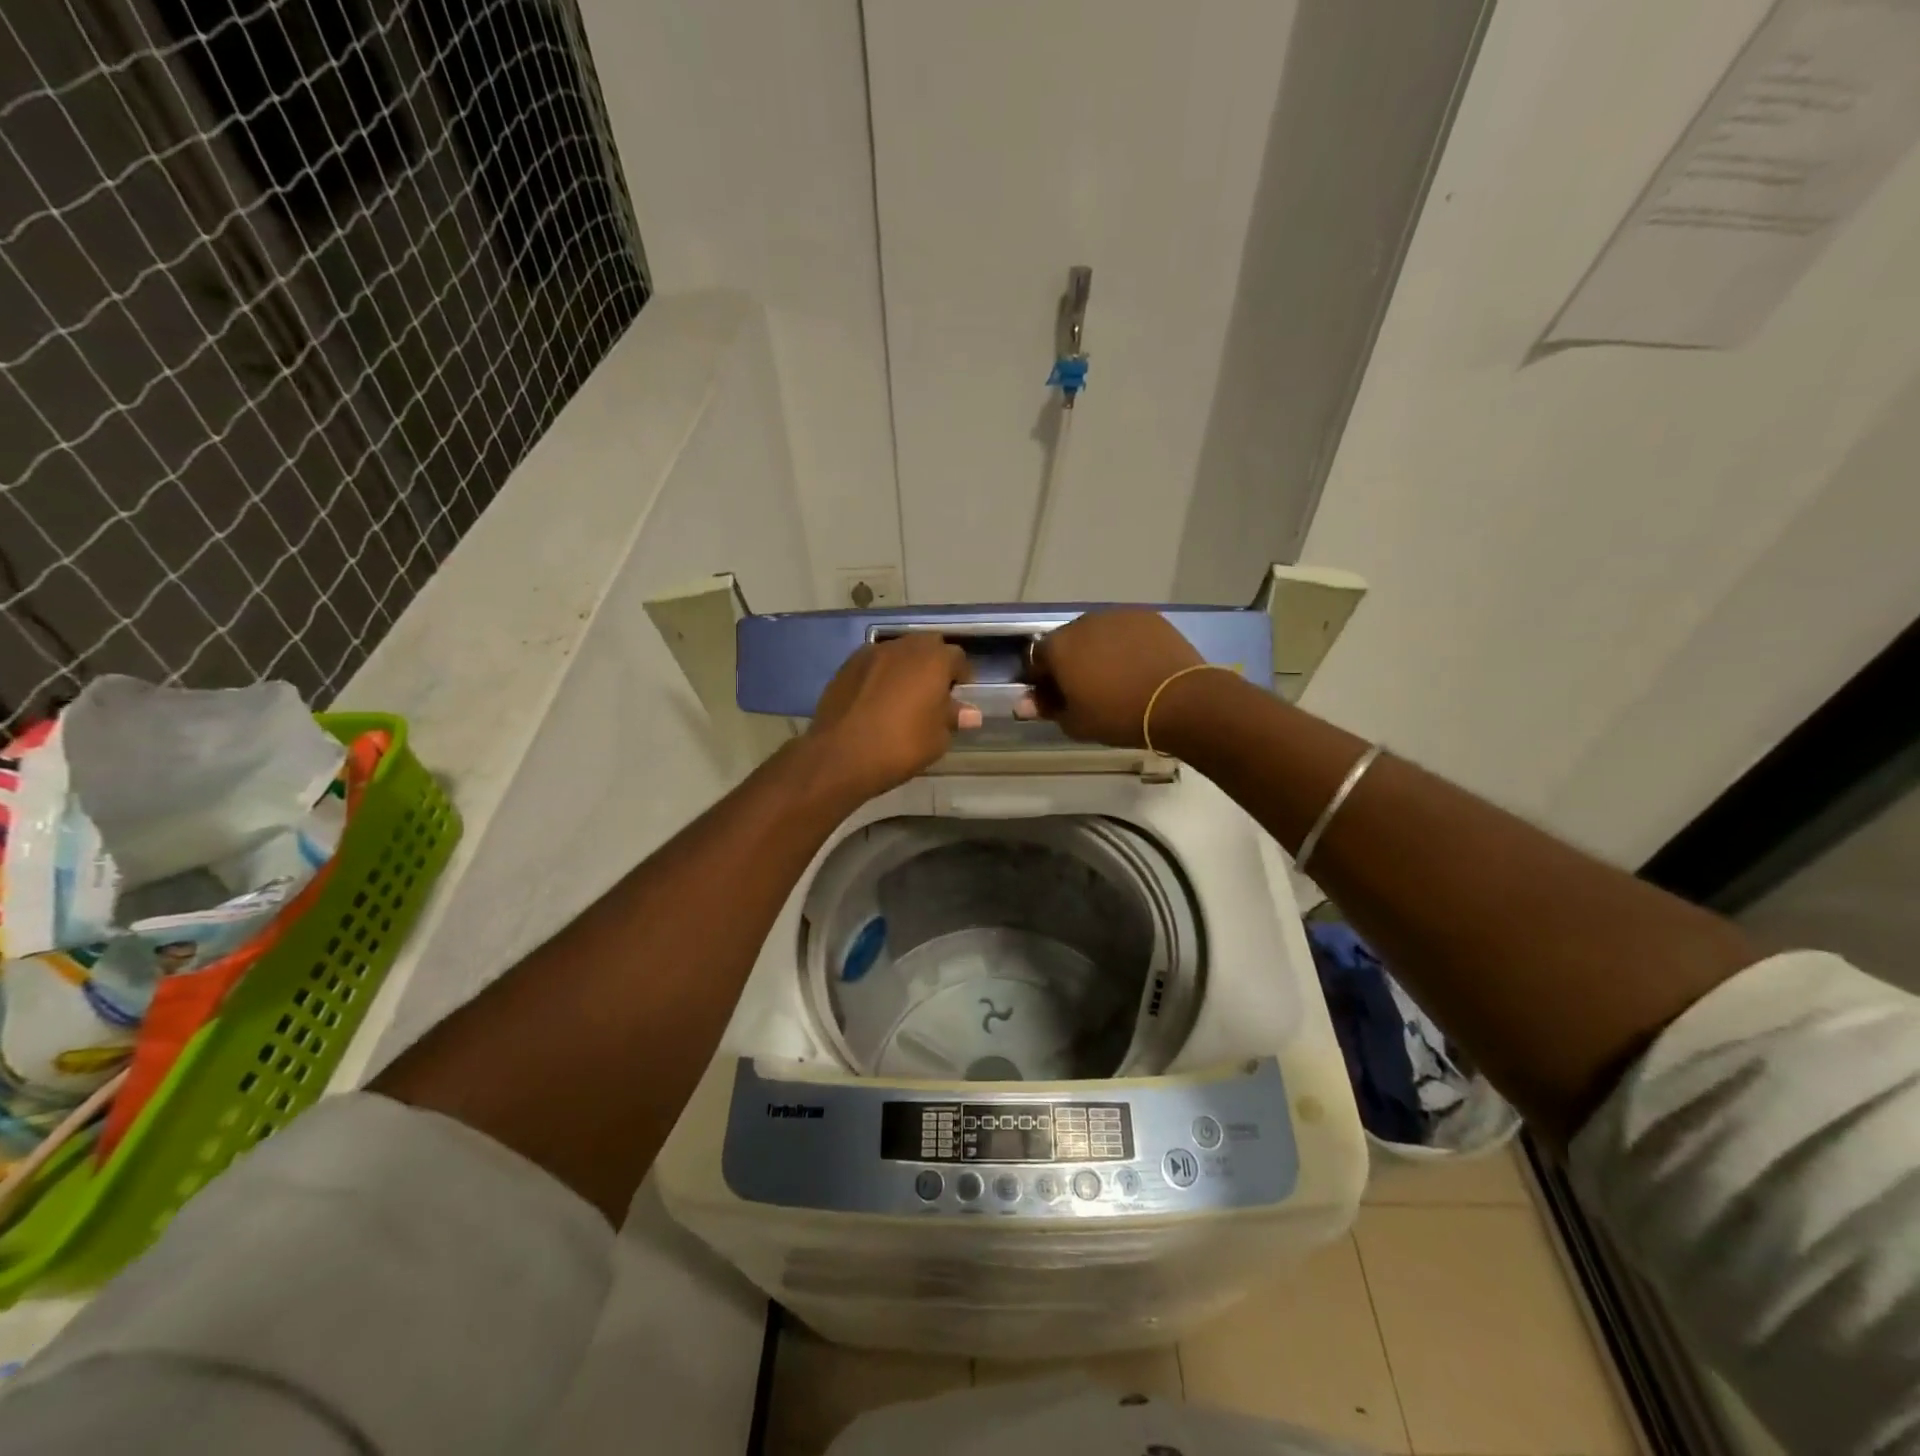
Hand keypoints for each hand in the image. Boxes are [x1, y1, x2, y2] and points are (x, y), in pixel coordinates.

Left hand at [806, 635, 977, 800]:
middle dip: (933, 664)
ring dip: (905, 667)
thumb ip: (953, 718)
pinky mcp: (847, 666)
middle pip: (927, 646)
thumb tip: (969, 713)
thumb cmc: (900, 746)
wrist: (841, 755)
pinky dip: (880, 674)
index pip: (957, 657)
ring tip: (903, 695)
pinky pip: (874, 663)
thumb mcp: (937, 739)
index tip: (958, 696)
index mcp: (933, 660)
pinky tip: (877, 699)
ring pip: (898, 652)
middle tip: (932, 693)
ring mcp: (871, 653)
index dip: (960, 676)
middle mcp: (904, 647)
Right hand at [1019, 609, 1204, 746]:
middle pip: (1067, 642)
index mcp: (1058, 646)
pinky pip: (1125, 631)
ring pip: (1097, 634)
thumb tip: (1024, 703)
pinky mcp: (1147, 617)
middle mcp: (1083, 623)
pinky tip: (1139, 666)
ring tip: (1116, 677)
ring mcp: (1117, 616)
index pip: (1036, 659)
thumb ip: (1047, 709)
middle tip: (1086, 689)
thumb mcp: (1076, 723)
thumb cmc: (1119, 716)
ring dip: (1098, 651)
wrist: (1179, 701)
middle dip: (1070, 662)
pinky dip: (1125, 645)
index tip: (1055, 698)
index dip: (1042, 679)